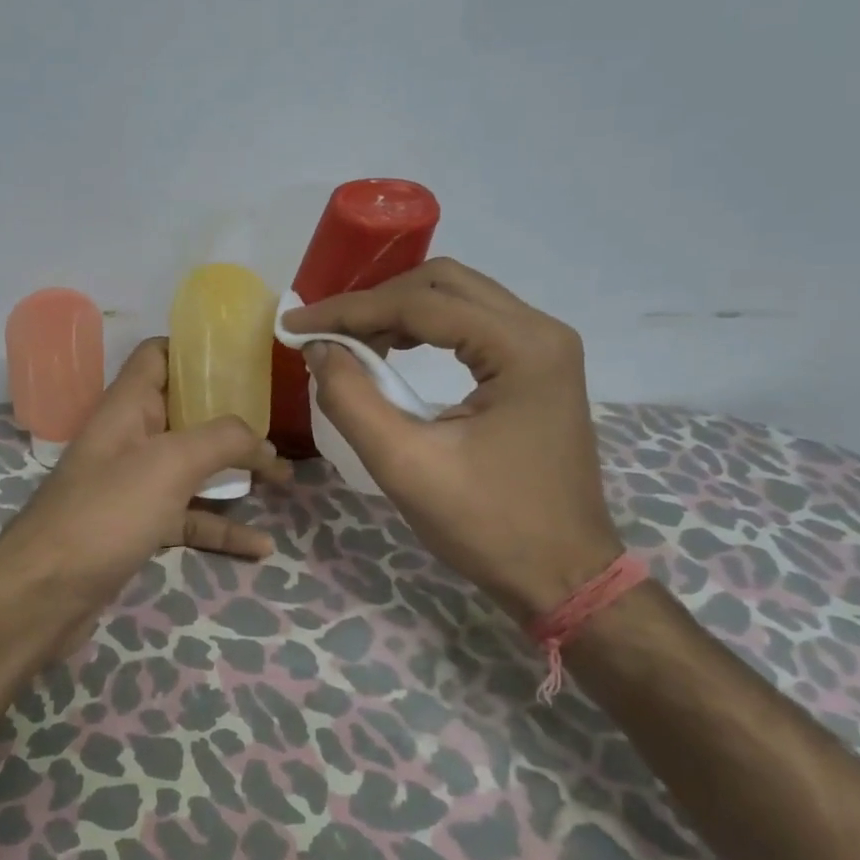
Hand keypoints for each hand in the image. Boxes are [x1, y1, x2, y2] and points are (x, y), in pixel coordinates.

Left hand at [0, 338, 288, 673]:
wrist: (44, 594)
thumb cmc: (105, 513)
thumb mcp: (170, 464)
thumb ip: (222, 440)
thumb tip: (263, 441)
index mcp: (127, 406)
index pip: (160, 356)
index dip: (199, 350)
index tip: (247, 359)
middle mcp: (129, 438)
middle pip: (185, 412)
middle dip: (232, 415)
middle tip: (279, 421)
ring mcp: (132, 485)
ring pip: (191, 468)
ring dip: (234, 473)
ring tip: (283, 479)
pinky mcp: (137, 527)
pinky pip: (187, 518)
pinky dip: (221, 528)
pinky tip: (260, 546)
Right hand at [285, 258, 621, 620]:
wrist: (564, 576)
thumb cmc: (488, 526)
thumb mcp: (405, 465)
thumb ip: (352, 399)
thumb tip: (319, 349)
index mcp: (522, 348)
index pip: (421, 303)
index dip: (349, 310)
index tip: (296, 324)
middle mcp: (541, 331)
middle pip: (443, 283)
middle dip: (375, 301)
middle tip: (325, 330)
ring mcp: (545, 347)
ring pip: (458, 298)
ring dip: (398, 311)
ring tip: (349, 341)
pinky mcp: (539, 367)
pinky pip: (472, 325)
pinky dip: (425, 329)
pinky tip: (392, 352)